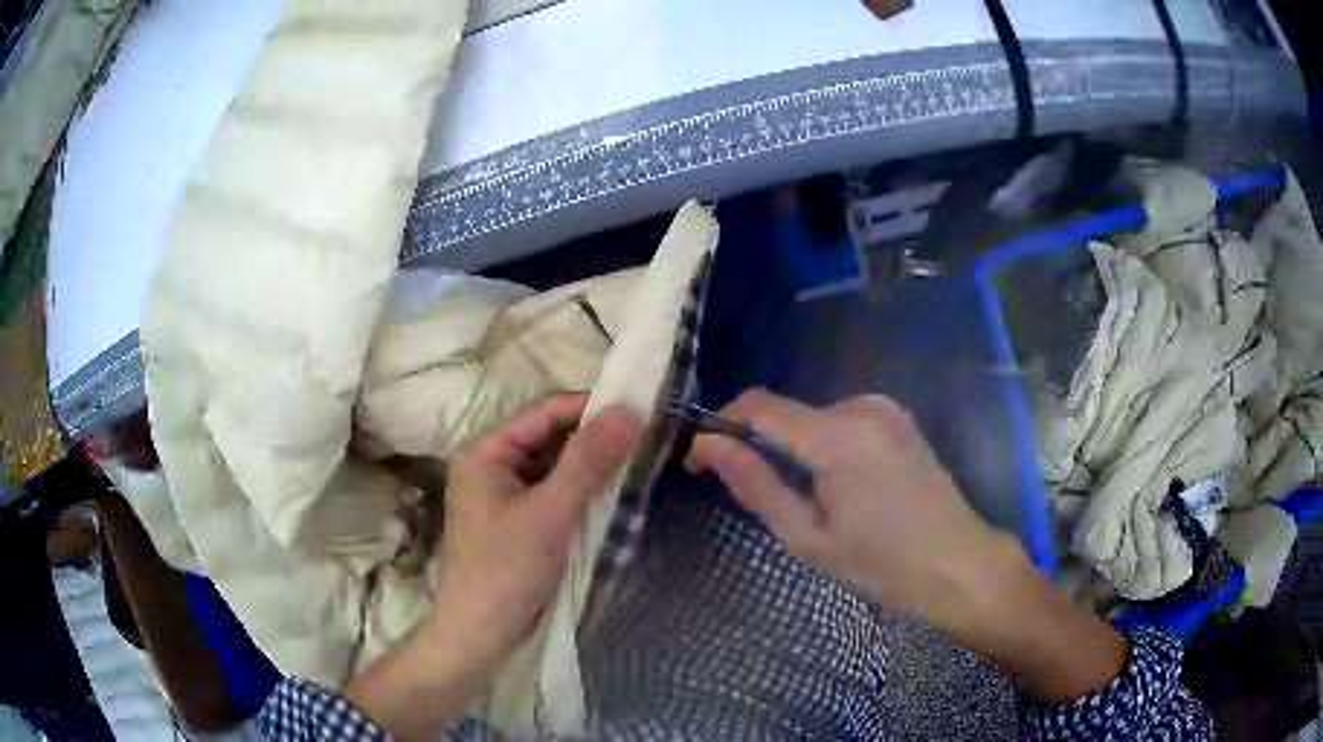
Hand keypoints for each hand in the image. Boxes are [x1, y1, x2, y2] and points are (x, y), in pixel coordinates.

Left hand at [345, 394, 641, 738]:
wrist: (481, 634)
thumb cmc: (507, 569)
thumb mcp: (551, 511)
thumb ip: (588, 460)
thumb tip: (629, 409)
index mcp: (486, 451)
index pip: (544, 412)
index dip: (591, 407)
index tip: (640, 410)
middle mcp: (492, 465)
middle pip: (550, 438)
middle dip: (594, 438)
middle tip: (646, 437)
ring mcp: (505, 496)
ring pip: (555, 467)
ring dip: (592, 466)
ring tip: (638, 461)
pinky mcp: (519, 522)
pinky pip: (555, 494)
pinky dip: (583, 492)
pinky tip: (614, 493)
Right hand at [685, 389, 999, 622]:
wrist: (958, 563)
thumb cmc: (881, 563)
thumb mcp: (808, 536)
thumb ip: (756, 485)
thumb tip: (708, 446)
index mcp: (837, 434)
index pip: (758, 406)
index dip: (720, 426)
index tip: (699, 460)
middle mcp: (861, 405)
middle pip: (786, 413)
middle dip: (758, 445)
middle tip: (754, 496)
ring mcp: (884, 408)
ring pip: (812, 418)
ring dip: (793, 449)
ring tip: (804, 500)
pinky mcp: (896, 418)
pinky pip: (840, 422)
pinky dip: (822, 446)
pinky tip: (836, 487)